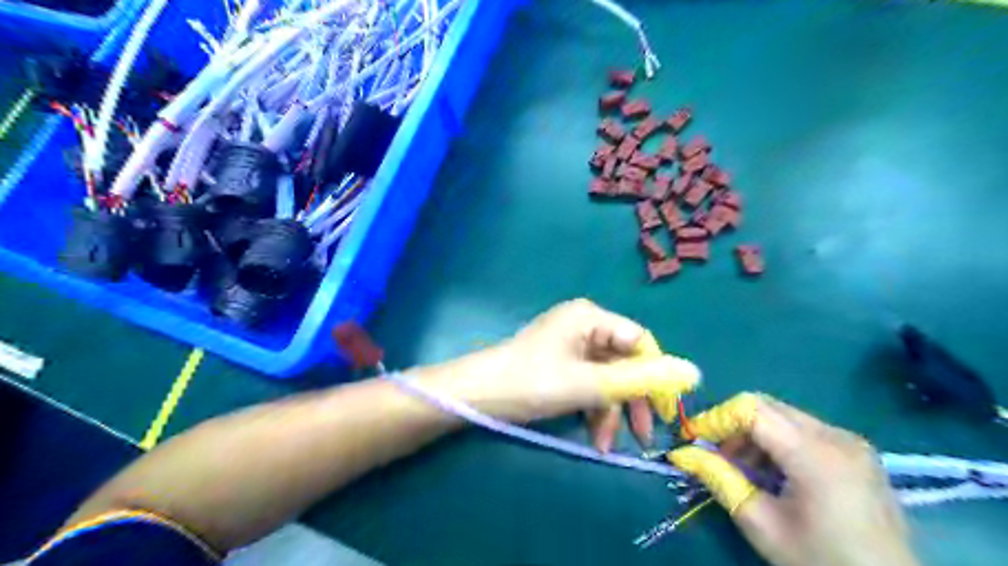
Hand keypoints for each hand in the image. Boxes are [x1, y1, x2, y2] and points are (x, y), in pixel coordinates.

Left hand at [425, 299, 701, 447]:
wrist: (477, 395)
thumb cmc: (532, 382)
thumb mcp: (588, 384)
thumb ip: (639, 379)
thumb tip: (694, 372)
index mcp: (590, 317)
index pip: (640, 342)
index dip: (656, 375)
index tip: (666, 410)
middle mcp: (583, 326)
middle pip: (623, 362)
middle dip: (632, 400)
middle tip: (645, 436)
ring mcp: (570, 346)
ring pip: (606, 379)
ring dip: (610, 412)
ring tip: (607, 445)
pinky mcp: (560, 365)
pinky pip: (587, 385)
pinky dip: (593, 410)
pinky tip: (595, 438)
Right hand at [668, 394, 920, 565]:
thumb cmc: (822, 563)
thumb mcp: (762, 525)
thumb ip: (720, 480)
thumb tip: (682, 453)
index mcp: (815, 455)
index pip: (751, 409)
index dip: (717, 417)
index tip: (695, 438)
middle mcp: (836, 436)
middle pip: (767, 405)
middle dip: (733, 423)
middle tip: (716, 454)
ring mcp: (850, 441)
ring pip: (783, 414)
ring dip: (754, 432)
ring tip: (742, 467)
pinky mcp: (855, 450)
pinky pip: (803, 428)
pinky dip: (777, 440)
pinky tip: (773, 471)